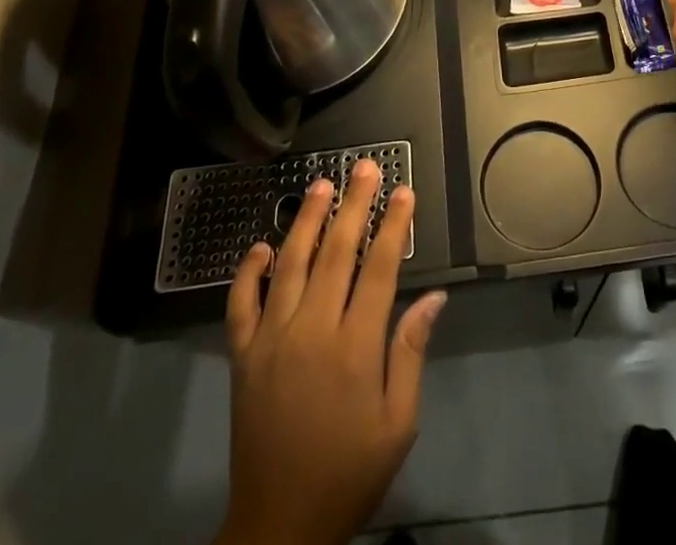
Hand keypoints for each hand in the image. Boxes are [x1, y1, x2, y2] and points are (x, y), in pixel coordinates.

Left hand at [215, 160, 447, 544]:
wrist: (279, 526)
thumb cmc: (349, 473)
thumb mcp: (398, 424)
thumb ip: (411, 353)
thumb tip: (434, 297)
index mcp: (355, 347)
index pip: (378, 268)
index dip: (392, 225)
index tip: (403, 190)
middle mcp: (311, 331)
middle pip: (336, 252)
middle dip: (353, 205)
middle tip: (365, 167)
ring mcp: (271, 340)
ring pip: (290, 264)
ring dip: (306, 220)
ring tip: (321, 185)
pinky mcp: (242, 356)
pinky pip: (241, 303)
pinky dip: (249, 270)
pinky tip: (262, 245)